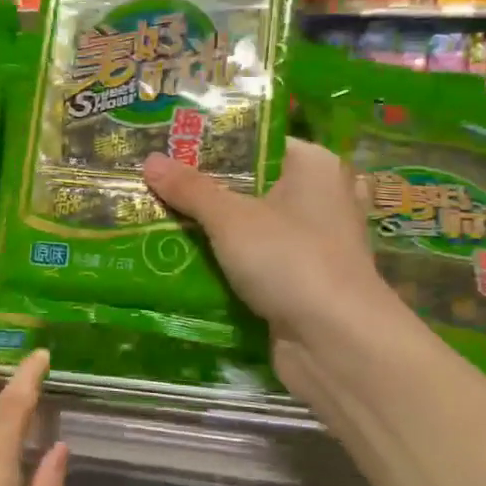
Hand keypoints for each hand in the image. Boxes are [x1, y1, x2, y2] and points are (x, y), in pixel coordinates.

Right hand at [143, 137, 396, 345]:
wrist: (336, 343)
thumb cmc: (290, 259)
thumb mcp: (231, 218)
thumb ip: (190, 189)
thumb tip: (149, 160)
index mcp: (313, 166)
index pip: (256, 142)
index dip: (212, 143)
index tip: (167, 145)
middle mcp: (318, 198)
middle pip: (249, 185)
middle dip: (202, 189)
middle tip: (152, 181)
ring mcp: (311, 243)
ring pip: (249, 226)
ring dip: (209, 230)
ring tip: (155, 217)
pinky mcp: (300, 281)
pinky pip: (253, 261)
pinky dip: (224, 262)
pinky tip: (181, 260)